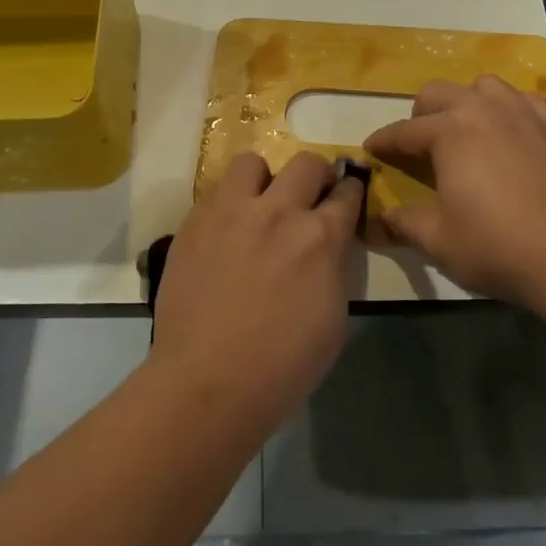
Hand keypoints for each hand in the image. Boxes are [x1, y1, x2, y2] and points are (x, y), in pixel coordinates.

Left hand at [149, 151, 364, 434]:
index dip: (351, 192)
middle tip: (310, 198)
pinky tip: (226, 232)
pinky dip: (228, 204)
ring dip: (264, 179)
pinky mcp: (194, 222)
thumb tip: (327, 245)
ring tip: (259, 205)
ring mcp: (230, 212)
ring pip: (252, 162)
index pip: (347, 192)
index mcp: (319, 237)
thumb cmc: (283, 364)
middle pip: (306, 163)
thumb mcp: (333, 317)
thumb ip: (333, 266)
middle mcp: (277, 211)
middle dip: (316, 176)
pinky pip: (216, 192)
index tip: (347, 196)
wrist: (207, 382)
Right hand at [364, 76, 545, 306]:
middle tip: (418, 146)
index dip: (383, 142)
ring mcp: (524, 113)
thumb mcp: (437, 240)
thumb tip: (378, 220)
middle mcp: (483, 109)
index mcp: (449, 131)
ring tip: (466, 132)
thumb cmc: (496, 246)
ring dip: (466, 103)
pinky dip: (508, 110)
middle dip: (420, 116)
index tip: (371, 150)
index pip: (403, 131)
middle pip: (438, 93)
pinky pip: (524, 101)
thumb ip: (402, 223)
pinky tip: (510, 133)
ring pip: (483, 86)